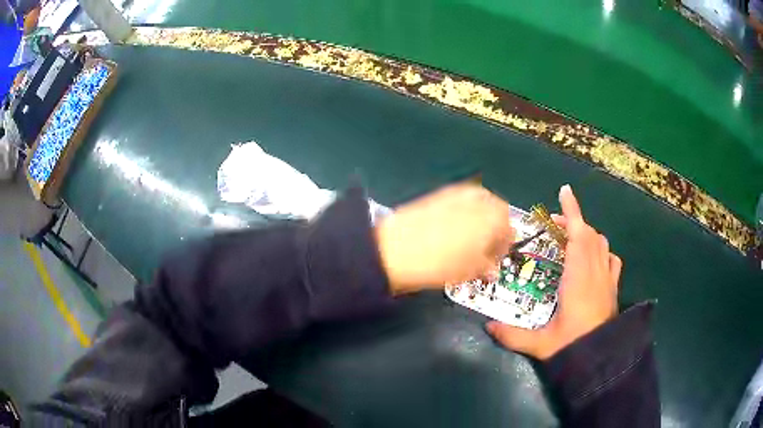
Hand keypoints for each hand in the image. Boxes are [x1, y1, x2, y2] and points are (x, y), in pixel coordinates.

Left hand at [375, 182, 513, 294]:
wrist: (396, 249)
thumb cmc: (441, 262)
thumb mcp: (470, 270)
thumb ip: (487, 267)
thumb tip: (492, 269)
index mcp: (495, 216)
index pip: (509, 230)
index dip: (503, 248)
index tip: (494, 259)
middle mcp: (480, 198)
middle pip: (496, 213)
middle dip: (492, 230)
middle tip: (482, 250)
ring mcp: (457, 192)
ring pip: (478, 206)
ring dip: (477, 221)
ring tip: (465, 242)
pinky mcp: (438, 194)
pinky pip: (458, 203)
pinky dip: (460, 215)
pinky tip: (449, 232)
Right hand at [487, 185, 621, 359]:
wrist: (602, 357)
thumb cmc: (572, 345)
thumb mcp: (540, 343)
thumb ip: (512, 335)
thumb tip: (487, 327)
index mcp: (578, 277)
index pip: (577, 234)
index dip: (571, 211)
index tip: (564, 191)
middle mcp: (595, 270)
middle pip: (588, 233)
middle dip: (572, 222)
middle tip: (553, 226)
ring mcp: (607, 278)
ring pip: (601, 242)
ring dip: (587, 234)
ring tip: (572, 240)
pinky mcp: (614, 287)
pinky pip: (612, 259)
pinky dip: (603, 251)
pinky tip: (595, 259)